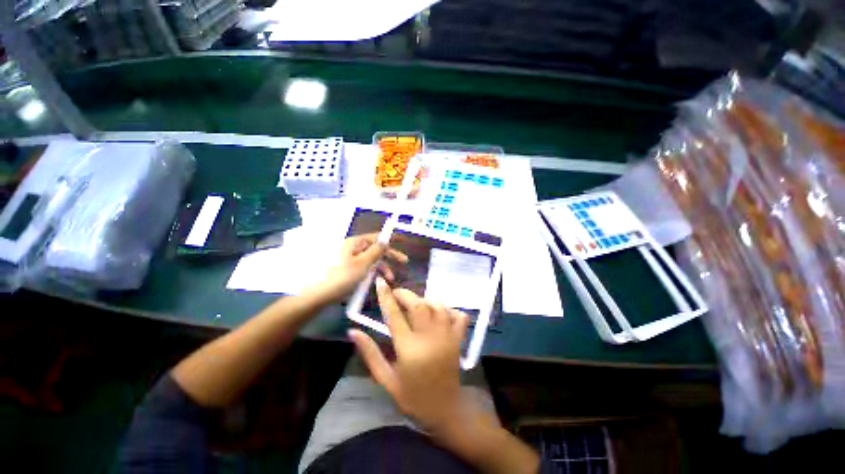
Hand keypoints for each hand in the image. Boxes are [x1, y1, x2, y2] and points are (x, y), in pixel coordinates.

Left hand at [309, 234, 407, 304]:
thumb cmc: (342, 277)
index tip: (403, 240)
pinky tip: (378, 280)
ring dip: (382, 267)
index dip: (390, 237)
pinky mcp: (348, 269)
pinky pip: (364, 267)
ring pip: (371, 259)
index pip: (377, 236)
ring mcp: (350, 258)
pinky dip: (373, 272)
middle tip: (404, 262)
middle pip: (376, 248)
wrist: (319, 295)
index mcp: (355, 242)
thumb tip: (386, 240)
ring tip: (390, 279)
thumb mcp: (363, 264)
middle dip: (389, 256)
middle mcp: (353, 248)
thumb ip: (376, 251)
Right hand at [349, 277, 469, 431]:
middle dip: (405, 294)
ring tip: (415, 304)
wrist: (444, 410)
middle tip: (396, 294)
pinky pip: (458, 315)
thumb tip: (353, 331)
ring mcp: (447, 337)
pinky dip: (449, 309)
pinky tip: (440, 313)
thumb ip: (370, 354)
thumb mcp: (386, 379)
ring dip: (425, 300)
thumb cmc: (412, 396)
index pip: (394, 315)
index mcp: (409, 349)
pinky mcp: (459, 339)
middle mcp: (430, 338)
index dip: (386, 296)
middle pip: (418, 305)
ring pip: (438, 305)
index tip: (380, 282)